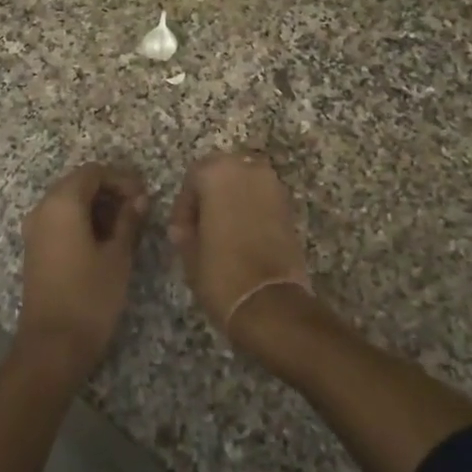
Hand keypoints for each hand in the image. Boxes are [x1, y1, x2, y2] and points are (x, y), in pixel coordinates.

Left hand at [16, 162, 149, 377]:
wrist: (52, 346)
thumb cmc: (90, 297)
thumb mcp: (118, 256)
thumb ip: (129, 221)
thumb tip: (139, 199)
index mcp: (62, 203)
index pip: (93, 172)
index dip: (121, 178)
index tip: (145, 196)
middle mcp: (43, 209)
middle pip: (78, 184)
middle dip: (110, 191)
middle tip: (140, 209)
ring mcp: (36, 230)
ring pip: (69, 203)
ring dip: (97, 207)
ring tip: (128, 226)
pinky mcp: (36, 249)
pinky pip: (60, 221)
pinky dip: (83, 221)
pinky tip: (106, 240)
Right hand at [169, 150, 315, 347]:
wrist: (270, 303)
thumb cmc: (221, 272)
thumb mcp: (189, 252)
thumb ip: (184, 230)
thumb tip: (183, 228)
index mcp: (217, 172)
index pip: (193, 177)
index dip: (184, 205)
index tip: (181, 230)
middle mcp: (248, 169)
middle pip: (222, 173)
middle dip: (210, 196)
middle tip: (201, 226)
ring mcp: (273, 186)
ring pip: (244, 183)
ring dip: (232, 200)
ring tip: (222, 232)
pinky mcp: (289, 207)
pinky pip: (262, 199)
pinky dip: (251, 210)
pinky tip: (243, 236)